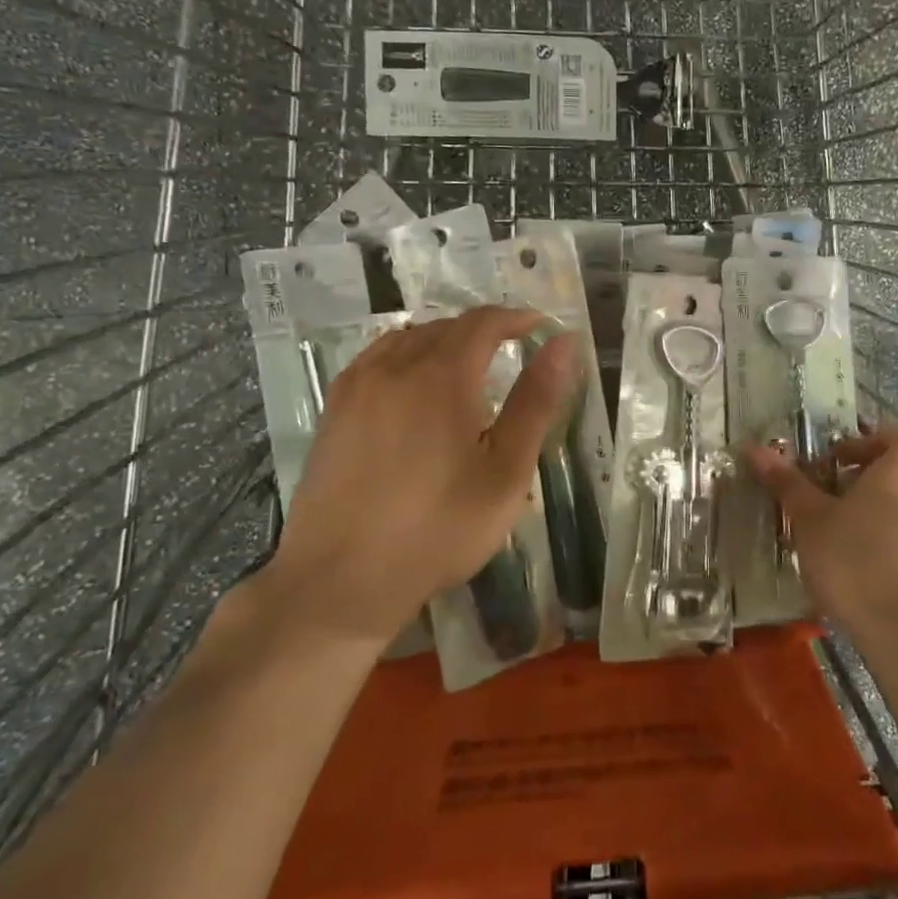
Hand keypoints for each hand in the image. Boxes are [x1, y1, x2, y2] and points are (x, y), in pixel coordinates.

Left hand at [268, 306, 577, 647]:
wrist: (340, 580)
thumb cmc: (438, 529)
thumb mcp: (505, 472)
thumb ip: (535, 401)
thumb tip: (563, 343)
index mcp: (442, 375)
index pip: (483, 322)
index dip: (516, 318)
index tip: (540, 327)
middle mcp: (395, 366)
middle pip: (446, 327)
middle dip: (484, 330)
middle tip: (512, 351)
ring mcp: (357, 386)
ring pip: (408, 339)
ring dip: (444, 340)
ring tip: (467, 366)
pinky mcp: (334, 410)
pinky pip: (377, 359)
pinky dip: (406, 355)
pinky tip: (413, 385)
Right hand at [744, 422, 897, 646]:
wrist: (897, 632)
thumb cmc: (850, 560)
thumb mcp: (808, 518)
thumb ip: (786, 481)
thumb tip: (753, 447)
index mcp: (897, 477)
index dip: (872, 438)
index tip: (838, 456)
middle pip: (895, 472)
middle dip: (856, 477)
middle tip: (819, 492)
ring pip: (895, 506)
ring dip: (862, 509)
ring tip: (825, 530)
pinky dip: (874, 538)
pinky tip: (845, 562)